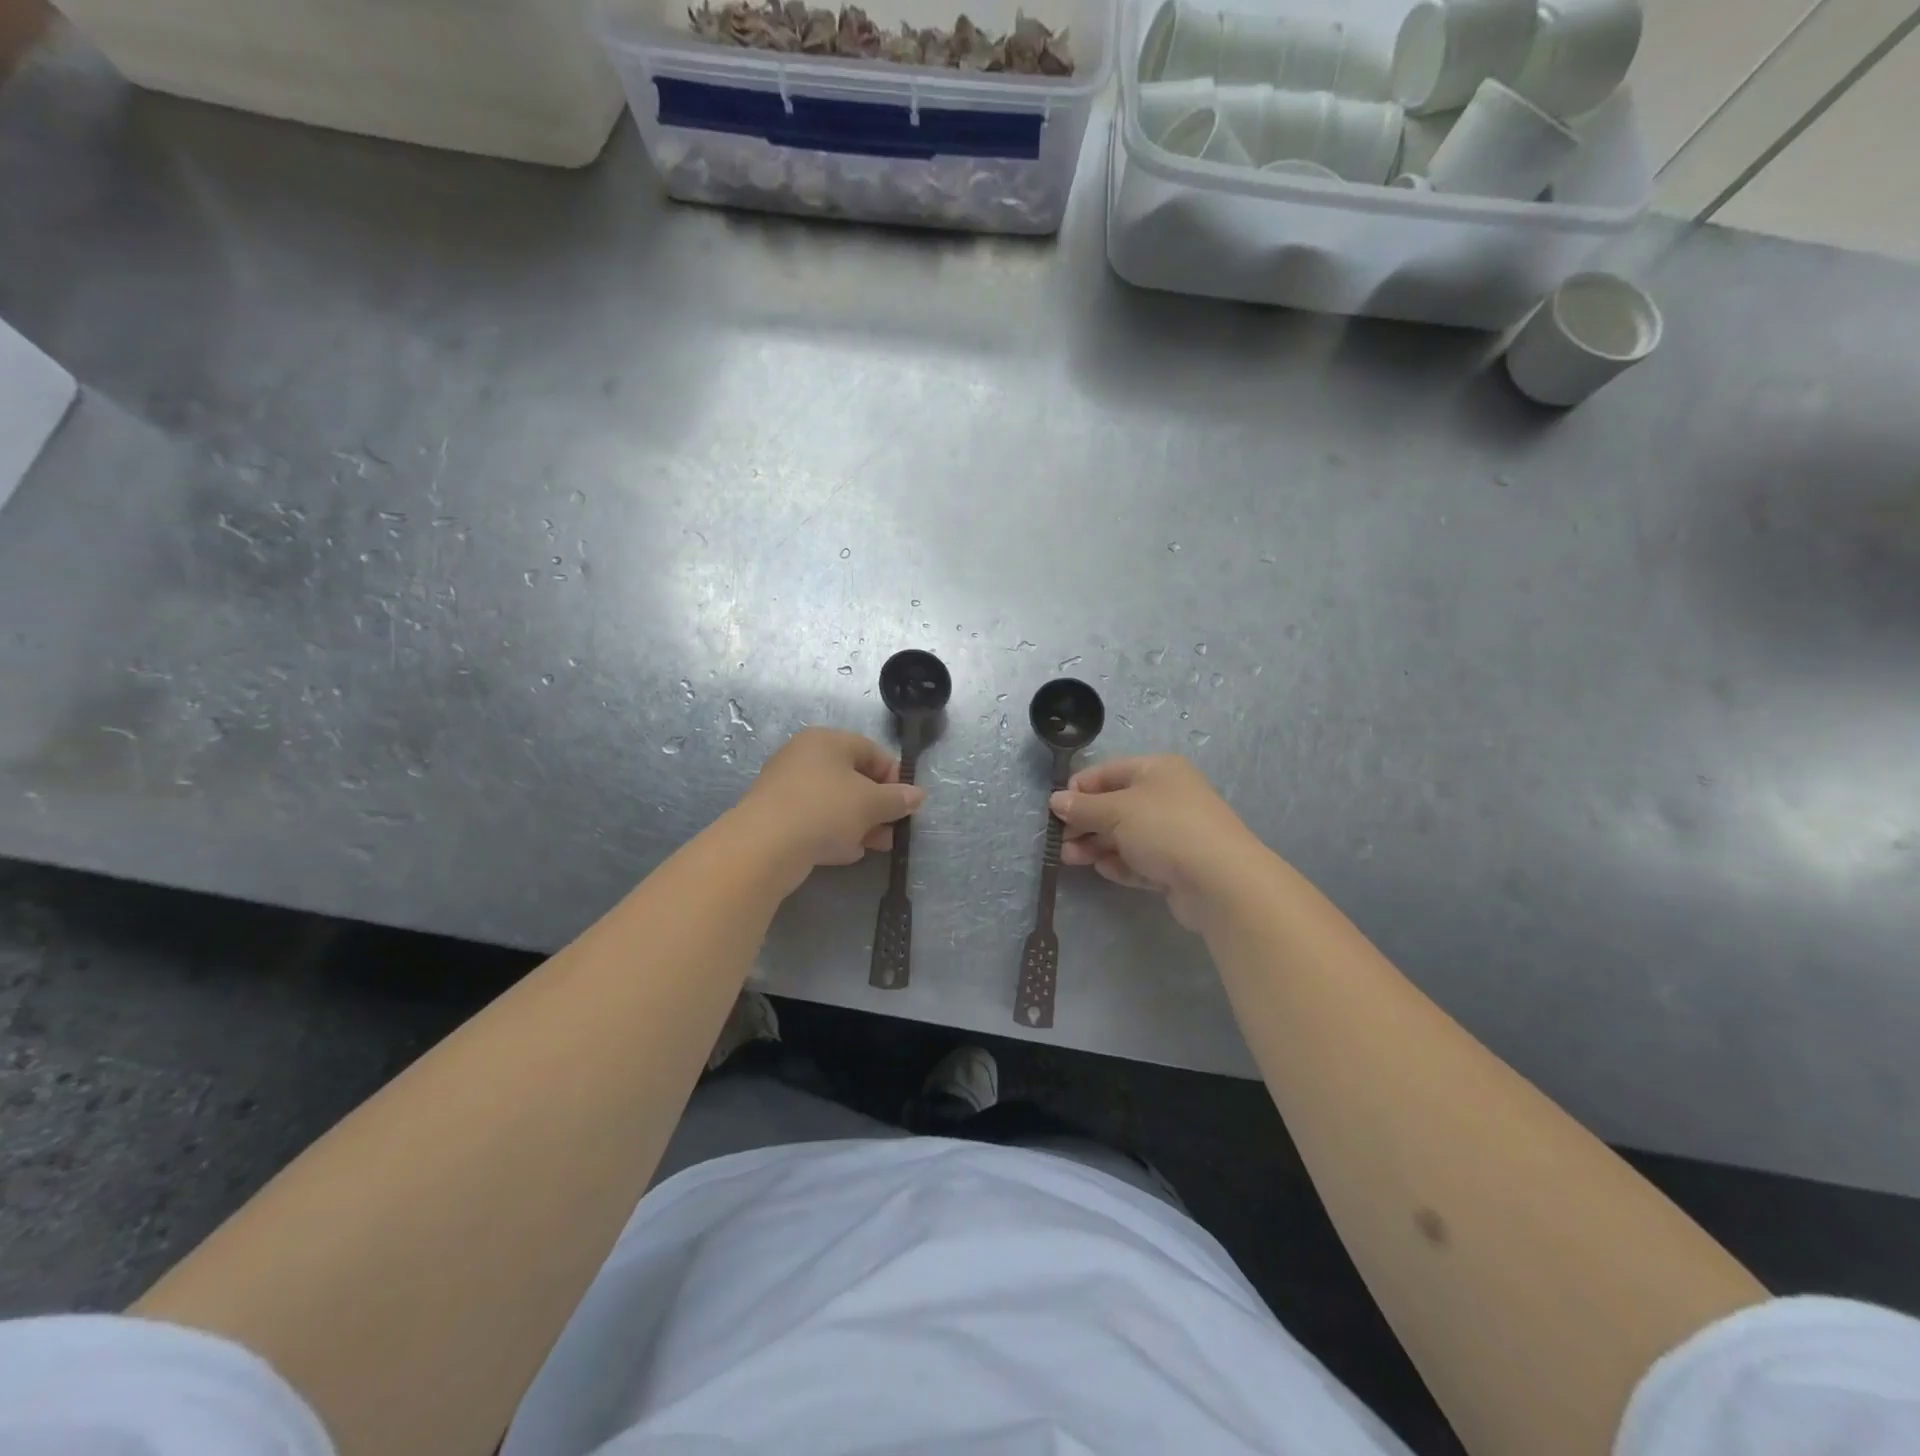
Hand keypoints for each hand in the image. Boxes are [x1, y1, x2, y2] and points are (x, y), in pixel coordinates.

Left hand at [736, 728, 924, 892]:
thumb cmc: (825, 810)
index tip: (905, 804)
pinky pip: (815, 818)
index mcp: (827, 741)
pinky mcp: (776, 815)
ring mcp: (787, 786)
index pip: (872, 751)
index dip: (894, 777)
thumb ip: (898, 798)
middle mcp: (804, 756)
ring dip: (860, 823)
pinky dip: (833, 832)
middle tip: (893, 830)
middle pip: (853, 778)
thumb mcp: (871, 804)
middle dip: (878, 806)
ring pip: (835, 801)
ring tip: (875, 846)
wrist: (764, 846)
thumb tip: (917, 795)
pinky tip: (845, 852)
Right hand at [1051, 755, 1263, 930]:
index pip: (1108, 772)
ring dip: (1096, 845)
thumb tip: (1056, 800)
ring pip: (1125, 835)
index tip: (1055, 809)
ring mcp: (1174, 832)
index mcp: (1157, 770)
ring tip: (1070, 859)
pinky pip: (1140, 860)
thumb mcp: (1116, 811)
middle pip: (1115, 805)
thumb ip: (1083, 807)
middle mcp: (1167, 796)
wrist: (1220, 881)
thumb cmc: (1165, 829)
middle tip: (1060, 840)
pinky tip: (1105, 870)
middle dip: (1085, 822)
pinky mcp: (1177, 865)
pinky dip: (1120, 863)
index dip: (1079, 788)